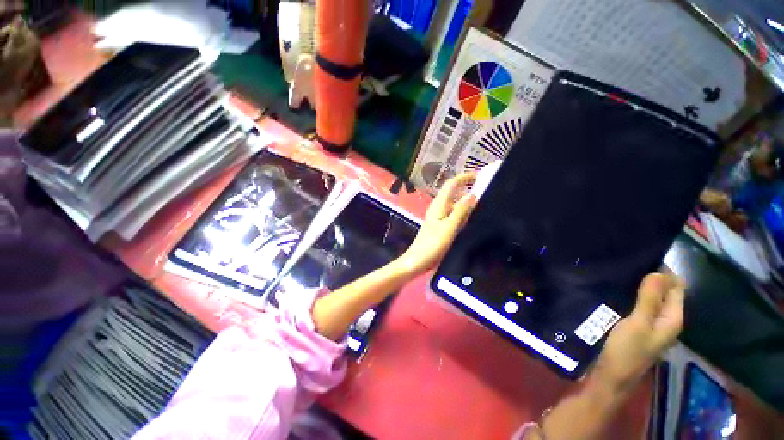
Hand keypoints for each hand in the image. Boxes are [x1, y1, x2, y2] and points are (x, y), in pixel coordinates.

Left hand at [397, 173, 476, 273]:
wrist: (418, 260)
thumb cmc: (432, 244)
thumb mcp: (449, 227)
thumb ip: (460, 211)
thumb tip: (472, 195)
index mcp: (439, 204)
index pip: (451, 184)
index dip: (464, 177)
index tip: (480, 175)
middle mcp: (439, 207)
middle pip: (454, 192)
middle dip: (468, 188)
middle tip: (486, 190)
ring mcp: (439, 217)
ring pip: (455, 204)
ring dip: (466, 201)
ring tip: (483, 204)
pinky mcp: (440, 226)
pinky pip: (454, 215)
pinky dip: (463, 213)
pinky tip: (471, 219)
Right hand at [592, 273, 684, 392]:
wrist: (610, 376)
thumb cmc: (626, 351)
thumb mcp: (638, 323)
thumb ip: (649, 299)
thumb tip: (658, 271)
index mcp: (672, 318)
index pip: (676, 287)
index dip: (664, 271)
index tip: (643, 255)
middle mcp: (665, 319)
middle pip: (663, 292)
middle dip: (651, 276)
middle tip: (628, 261)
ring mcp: (649, 324)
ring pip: (649, 298)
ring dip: (639, 285)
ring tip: (620, 271)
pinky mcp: (635, 326)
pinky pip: (637, 304)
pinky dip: (631, 295)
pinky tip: (616, 288)